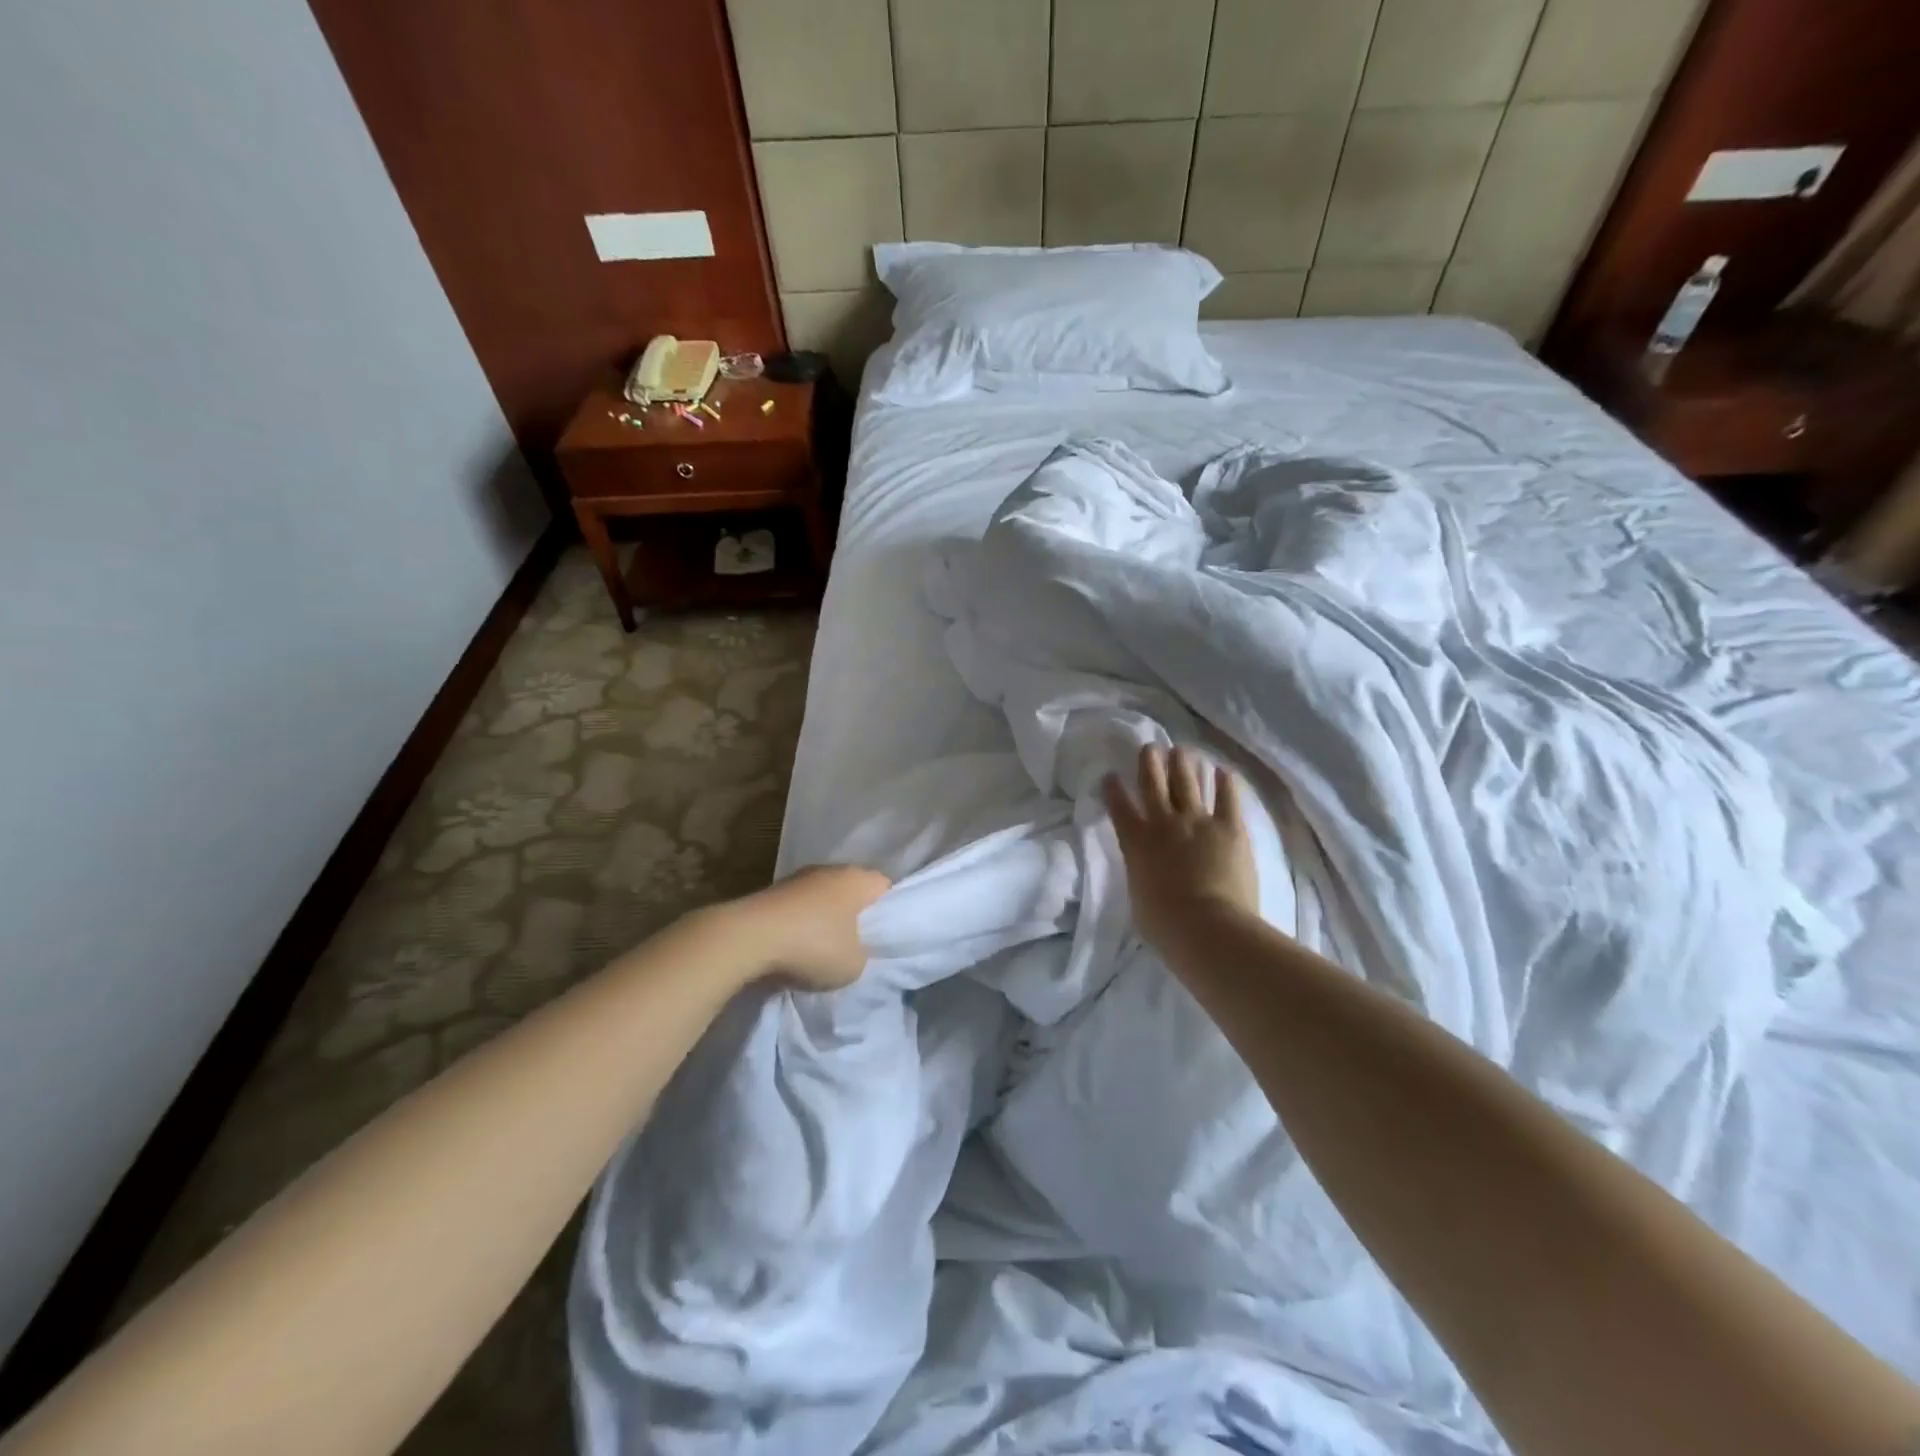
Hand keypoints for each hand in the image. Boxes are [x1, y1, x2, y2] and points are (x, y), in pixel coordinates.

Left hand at [722, 863, 891, 990]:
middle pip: (852, 891)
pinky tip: (793, 948)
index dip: (887, 913)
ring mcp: (798, 878)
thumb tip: (853, 950)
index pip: (885, 888)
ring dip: (823, 920)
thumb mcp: (855, 965)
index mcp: (858, 879)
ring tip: (820, 951)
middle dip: (854, 916)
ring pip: (823, 899)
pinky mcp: (772, 891)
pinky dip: (798, 925)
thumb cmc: (813, 946)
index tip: (881, 938)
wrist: (748, 938)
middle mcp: (831, 870)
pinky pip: (798, 908)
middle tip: (854, 946)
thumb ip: (863, 955)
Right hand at [1103, 744, 1259, 950]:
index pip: (1119, 808)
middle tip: (1150, 747)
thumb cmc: (1165, 925)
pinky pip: (1228, 798)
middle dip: (1149, 763)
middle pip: (1153, 783)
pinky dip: (1225, 783)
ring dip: (1183, 764)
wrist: (1207, 927)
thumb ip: (1142, 875)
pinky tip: (1224, 771)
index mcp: (1136, 842)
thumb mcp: (1139, 898)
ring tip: (1182, 750)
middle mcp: (1163, 823)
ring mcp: (1197, 821)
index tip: (1111, 775)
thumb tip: (1149, 872)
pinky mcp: (1229, 827)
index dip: (1113, 789)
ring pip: (1187, 782)